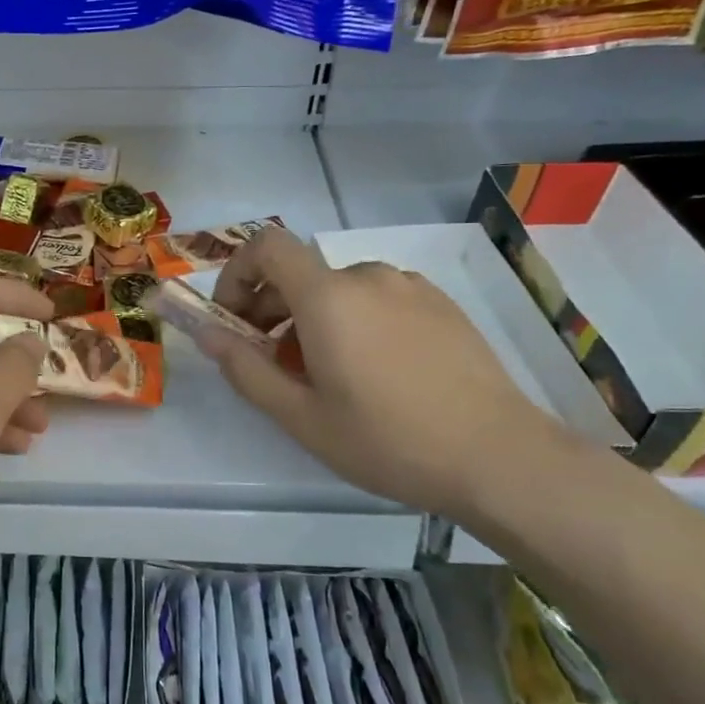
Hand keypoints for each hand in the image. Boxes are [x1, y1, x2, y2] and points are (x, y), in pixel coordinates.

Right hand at [211, 227, 556, 518]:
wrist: (500, 458)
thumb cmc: (388, 440)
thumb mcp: (301, 417)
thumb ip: (244, 368)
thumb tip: (204, 332)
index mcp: (328, 296)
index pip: (267, 246)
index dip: (237, 273)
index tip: (233, 319)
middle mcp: (368, 276)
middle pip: (300, 273)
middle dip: (271, 309)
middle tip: (273, 365)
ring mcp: (411, 287)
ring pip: (339, 290)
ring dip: (314, 320)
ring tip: (327, 377)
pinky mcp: (442, 304)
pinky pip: (378, 299)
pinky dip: (355, 321)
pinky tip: (375, 374)